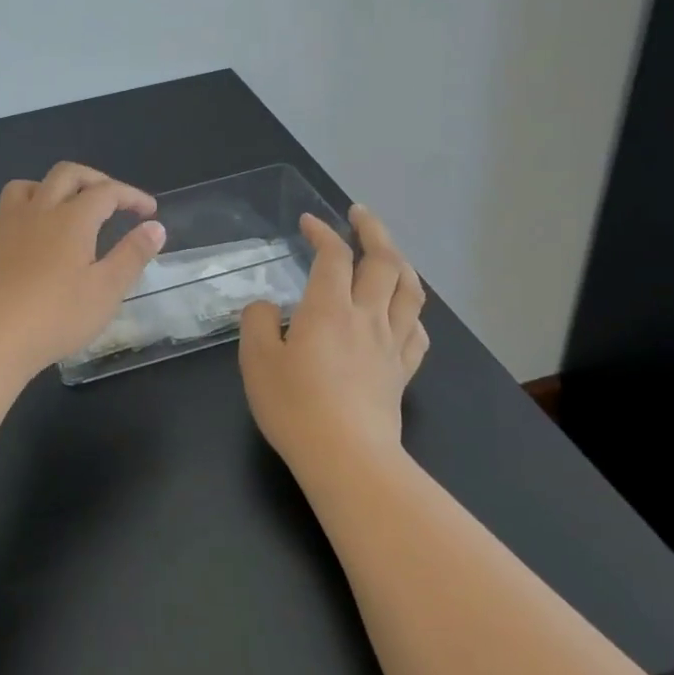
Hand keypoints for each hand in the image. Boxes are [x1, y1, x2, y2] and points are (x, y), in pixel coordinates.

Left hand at [0, 162, 166, 376]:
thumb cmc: (58, 315)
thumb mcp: (108, 289)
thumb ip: (133, 254)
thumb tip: (155, 226)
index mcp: (73, 218)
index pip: (107, 191)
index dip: (131, 195)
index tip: (149, 212)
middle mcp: (39, 210)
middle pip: (66, 174)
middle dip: (93, 179)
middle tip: (112, 200)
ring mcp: (7, 226)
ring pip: (25, 187)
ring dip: (48, 188)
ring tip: (62, 207)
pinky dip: (13, 218)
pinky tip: (20, 235)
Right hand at [238, 205, 427, 472]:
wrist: (347, 459)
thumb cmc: (295, 406)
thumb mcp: (256, 360)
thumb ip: (257, 323)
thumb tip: (268, 307)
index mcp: (328, 308)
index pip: (333, 255)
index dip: (322, 232)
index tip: (308, 222)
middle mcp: (366, 316)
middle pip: (384, 261)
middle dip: (373, 230)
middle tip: (359, 215)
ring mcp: (391, 344)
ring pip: (410, 291)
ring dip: (401, 263)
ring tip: (388, 253)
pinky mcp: (402, 372)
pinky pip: (417, 332)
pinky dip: (411, 312)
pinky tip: (401, 313)